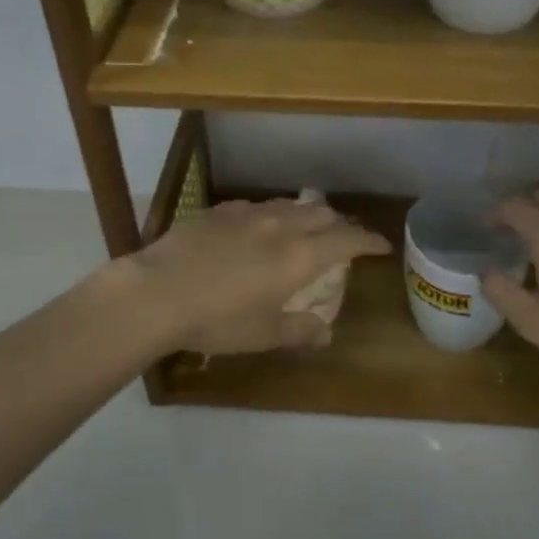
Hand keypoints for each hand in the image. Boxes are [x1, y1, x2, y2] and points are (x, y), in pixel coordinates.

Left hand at [123, 198, 390, 355]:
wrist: (156, 292)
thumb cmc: (216, 320)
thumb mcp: (262, 333)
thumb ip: (299, 330)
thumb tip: (326, 334)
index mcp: (299, 255)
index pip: (348, 239)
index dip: (369, 240)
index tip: (381, 246)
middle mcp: (280, 225)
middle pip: (322, 214)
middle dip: (340, 224)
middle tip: (343, 240)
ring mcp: (248, 213)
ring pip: (290, 205)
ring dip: (306, 215)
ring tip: (305, 229)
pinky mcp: (219, 210)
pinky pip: (257, 206)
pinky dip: (272, 215)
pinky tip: (258, 228)